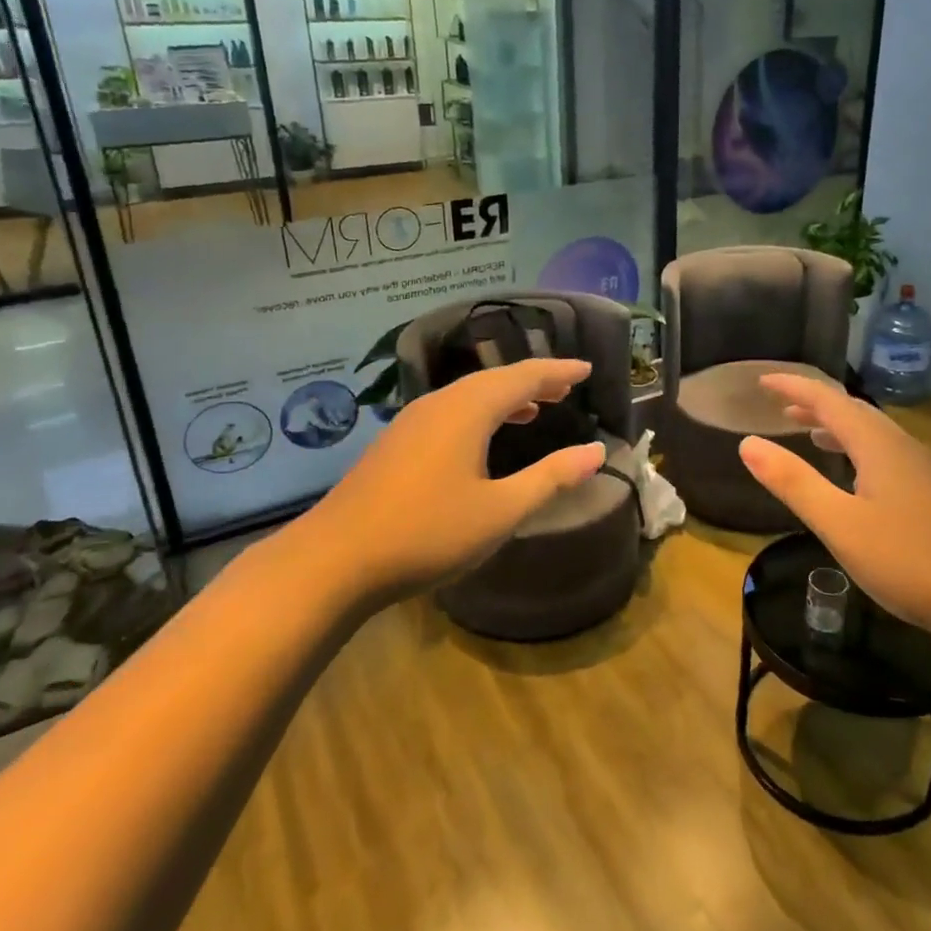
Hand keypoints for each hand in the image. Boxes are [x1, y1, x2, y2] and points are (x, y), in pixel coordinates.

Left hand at [301, 359, 604, 599]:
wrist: (334, 560)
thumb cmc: (427, 533)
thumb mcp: (500, 511)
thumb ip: (550, 477)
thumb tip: (596, 451)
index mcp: (468, 410)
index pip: (524, 377)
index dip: (558, 372)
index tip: (587, 371)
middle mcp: (440, 403)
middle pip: (494, 380)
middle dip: (533, 381)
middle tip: (565, 388)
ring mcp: (412, 421)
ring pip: (468, 394)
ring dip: (505, 396)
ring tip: (534, 408)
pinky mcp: (396, 442)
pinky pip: (450, 410)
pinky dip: (479, 412)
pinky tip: (481, 438)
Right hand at [738, 376, 930, 635]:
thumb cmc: (909, 560)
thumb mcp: (839, 524)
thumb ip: (793, 482)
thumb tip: (748, 443)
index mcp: (876, 444)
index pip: (827, 400)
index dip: (793, 387)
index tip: (761, 381)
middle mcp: (900, 446)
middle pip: (851, 410)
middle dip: (813, 404)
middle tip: (779, 407)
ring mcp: (921, 469)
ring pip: (871, 432)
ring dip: (835, 426)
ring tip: (806, 433)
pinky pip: (884, 452)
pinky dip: (855, 449)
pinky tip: (852, 476)